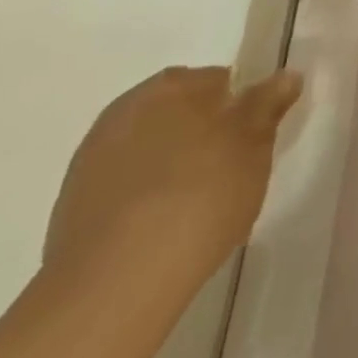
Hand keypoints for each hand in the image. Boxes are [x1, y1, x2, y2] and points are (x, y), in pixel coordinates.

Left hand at [42, 66, 301, 314]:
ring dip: (171, 165)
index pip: (217, 80)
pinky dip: (145, 199)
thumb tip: (286, 75)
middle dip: (202, 133)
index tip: (253, 137)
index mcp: (172, 85)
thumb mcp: (254, 144)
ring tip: (197, 205)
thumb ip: (269, 104)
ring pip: (150, 150)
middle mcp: (126, 109)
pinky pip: (125, 188)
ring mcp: (92, 160)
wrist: (117, 282)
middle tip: (230, 169)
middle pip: (178, 113)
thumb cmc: (201, 194)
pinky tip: (164, 229)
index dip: (239, 107)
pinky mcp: (72, 209)